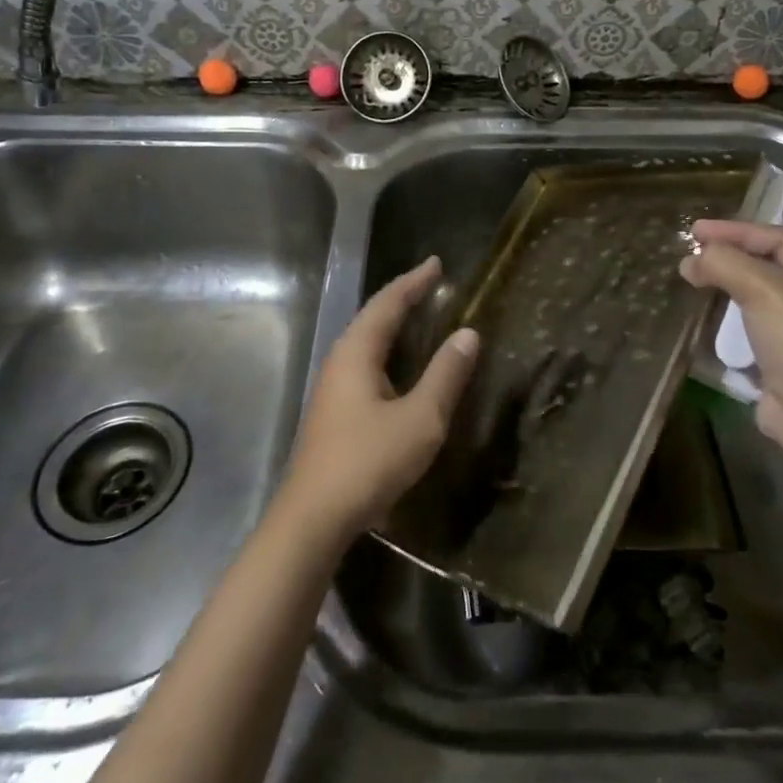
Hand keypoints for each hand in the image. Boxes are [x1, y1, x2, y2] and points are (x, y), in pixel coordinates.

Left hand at [284, 256, 479, 537]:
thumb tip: (468, 333)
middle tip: (433, 286)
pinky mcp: (335, 412)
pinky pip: (366, 364)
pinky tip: (402, 368)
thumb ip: (445, 375)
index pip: (388, 304)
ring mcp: (334, 389)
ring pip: (367, 343)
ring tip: (422, 317)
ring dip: (394, 325)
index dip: (414, 282)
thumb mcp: (420, 419)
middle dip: (403, 299)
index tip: (437, 263)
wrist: (313, 519)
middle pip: (373, 318)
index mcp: (356, 353)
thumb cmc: (368, 462)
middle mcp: (340, 362)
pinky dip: (389, 351)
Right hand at [680, 221, 782, 461]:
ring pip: (761, 301)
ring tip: (693, 281)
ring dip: (727, 289)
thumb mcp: (767, 291)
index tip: (694, 230)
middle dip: (730, 258)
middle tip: (692, 253)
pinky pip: (754, 333)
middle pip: (772, 267)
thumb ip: (727, 264)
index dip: (736, 230)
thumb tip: (692, 260)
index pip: (780, 239)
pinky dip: (730, 323)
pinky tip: (705, 319)